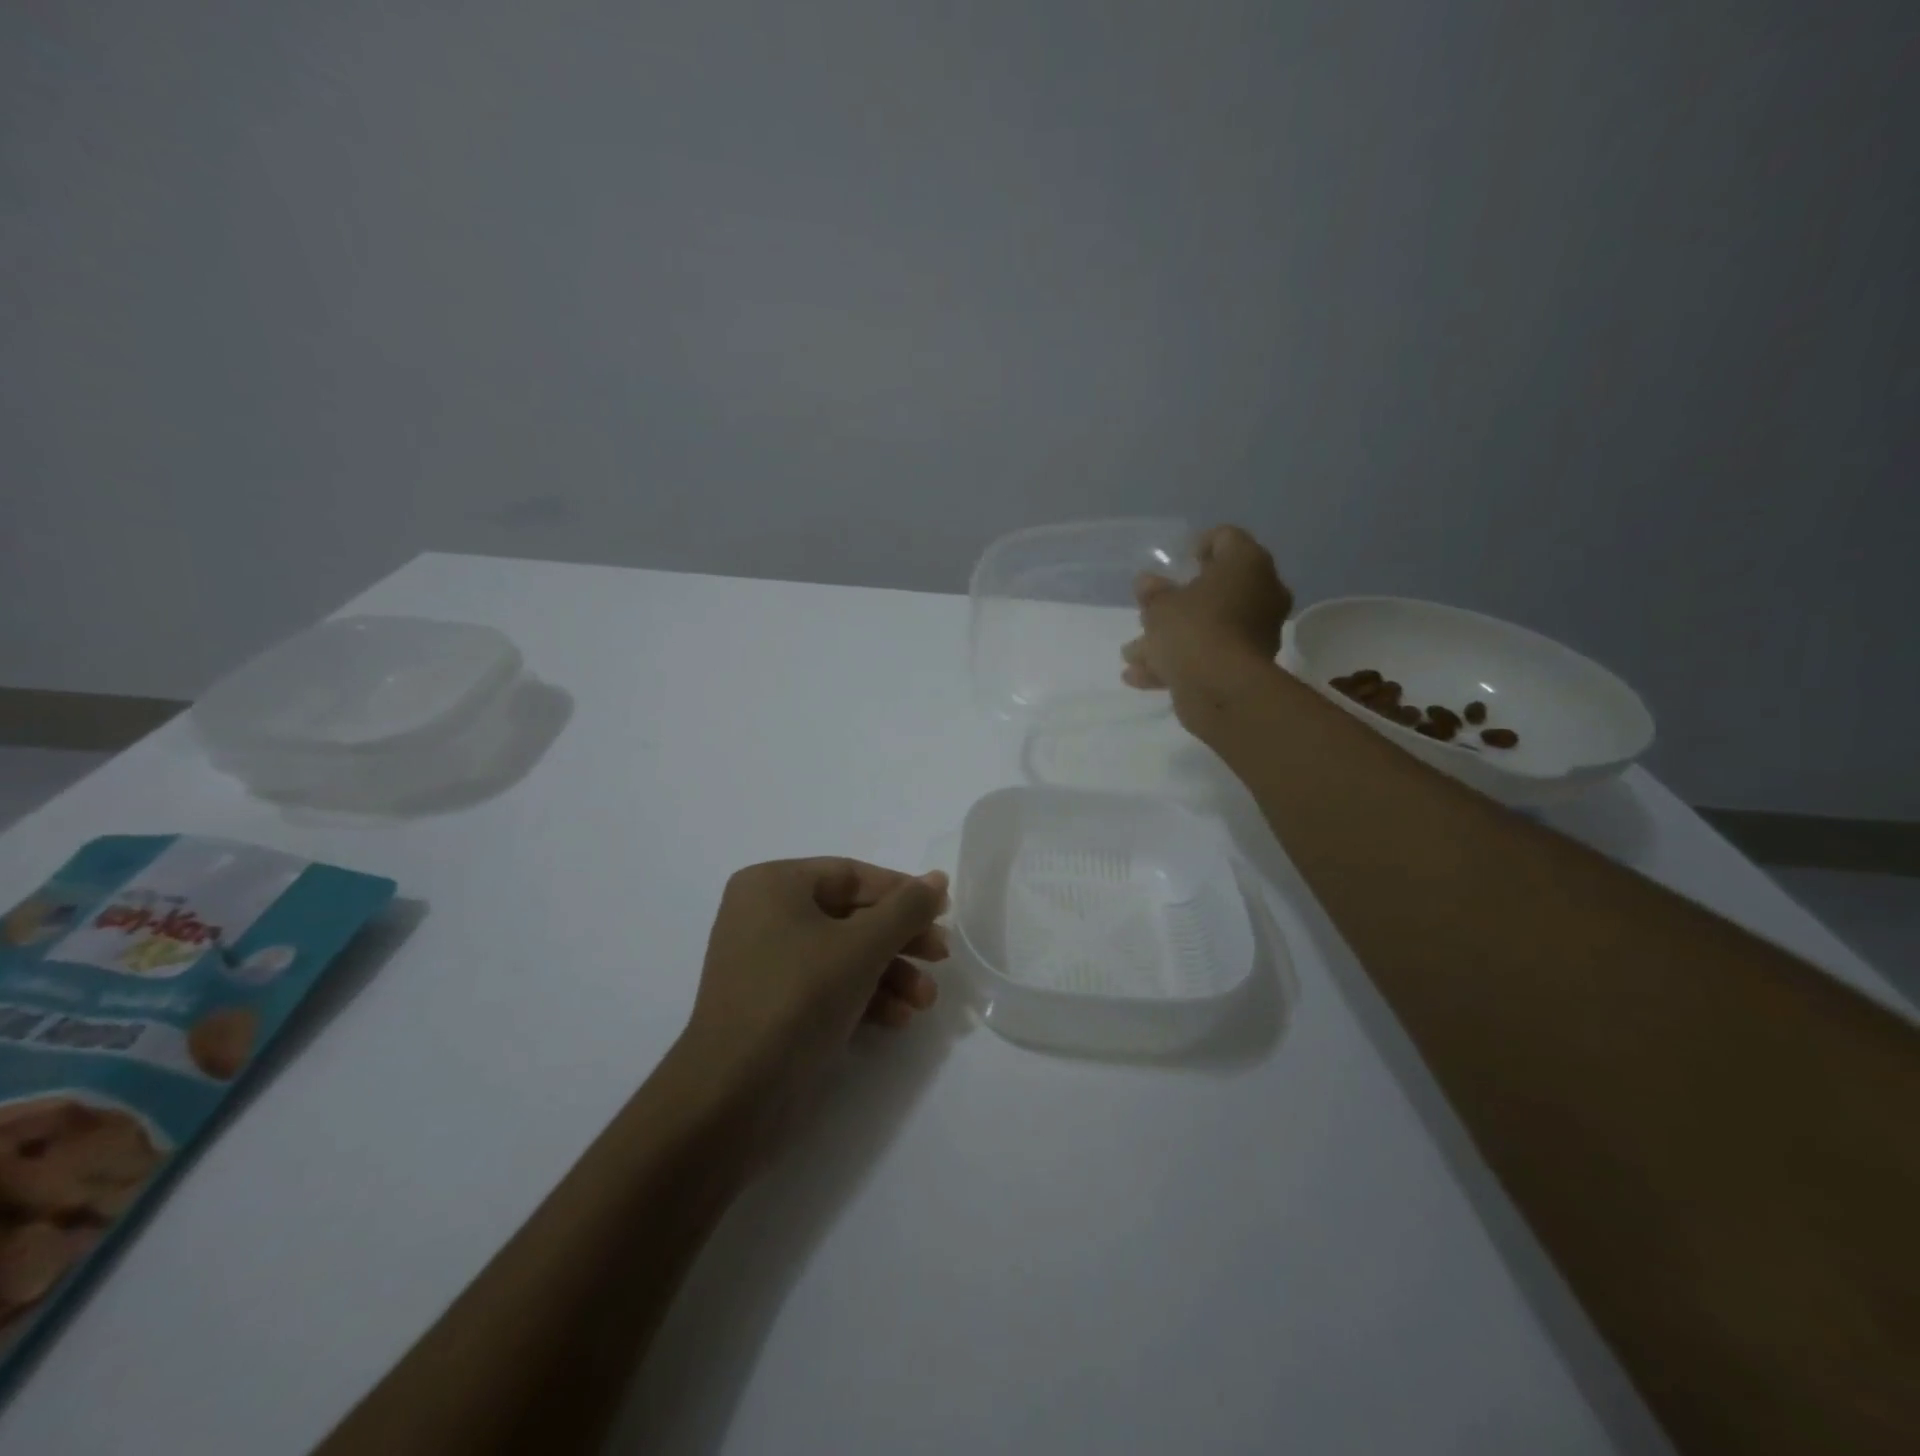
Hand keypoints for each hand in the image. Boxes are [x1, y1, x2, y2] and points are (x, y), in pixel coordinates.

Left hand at [683, 859, 948, 1108]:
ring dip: (890, 974)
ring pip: (844, 954)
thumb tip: (938, 878)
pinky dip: (864, 996)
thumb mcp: (862, 947)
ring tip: (926, 1001)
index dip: (902, 892)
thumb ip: (906, 909)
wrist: (732, 1095)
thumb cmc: (798, 997)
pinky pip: (827, 984)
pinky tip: (898, 1019)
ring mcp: (767, 961)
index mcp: (774, 884)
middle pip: (851, 916)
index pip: (852, 875)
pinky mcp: (774, 1003)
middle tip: (941, 958)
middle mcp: (765, 914)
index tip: (943, 913)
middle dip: (900, 941)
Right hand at [1122, 525, 1291, 704]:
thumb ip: (1152, 593)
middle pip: (1217, 588)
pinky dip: (1179, 662)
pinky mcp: (1248, 665)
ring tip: (1132, 653)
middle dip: (1179, 602)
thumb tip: (1146, 583)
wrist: (1221, 688)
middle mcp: (1261, 592)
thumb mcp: (1160, 606)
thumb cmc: (1192, 629)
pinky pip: (1210, 654)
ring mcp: (1257, 631)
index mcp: (1247, 564)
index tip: (1178, 562)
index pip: (1226, 538)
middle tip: (1150, 610)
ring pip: (1209, 626)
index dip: (1199, 546)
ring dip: (1172, 637)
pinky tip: (1140, 676)